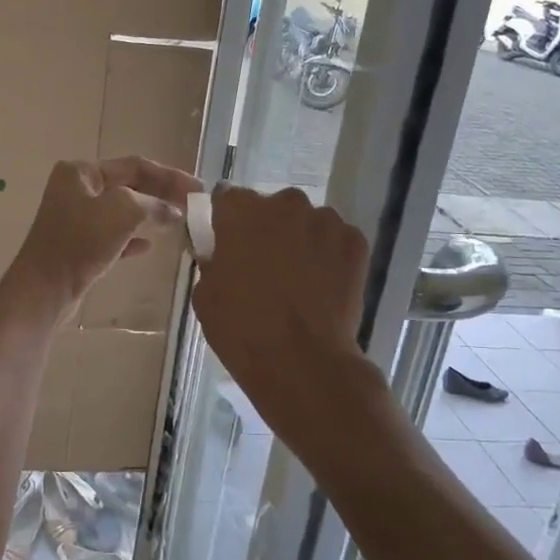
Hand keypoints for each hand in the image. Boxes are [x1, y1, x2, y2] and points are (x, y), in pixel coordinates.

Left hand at [0, 156, 202, 326]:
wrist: (44, 290)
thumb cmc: (80, 242)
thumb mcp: (122, 211)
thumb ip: (152, 204)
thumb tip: (173, 211)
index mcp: (81, 172)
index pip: (134, 165)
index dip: (169, 176)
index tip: (198, 189)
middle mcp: (76, 189)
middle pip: (129, 186)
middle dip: (161, 195)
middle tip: (193, 206)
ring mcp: (74, 219)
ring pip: (122, 212)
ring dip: (150, 216)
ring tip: (178, 223)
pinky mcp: (77, 247)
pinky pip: (112, 236)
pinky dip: (132, 238)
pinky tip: (149, 247)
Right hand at [190, 187, 370, 410]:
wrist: (302, 361)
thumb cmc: (242, 328)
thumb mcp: (205, 295)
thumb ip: (211, 262)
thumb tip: (220, 255)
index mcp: (241, 212)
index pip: (227, 197)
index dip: (226, 219)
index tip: (227, 240)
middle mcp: (284, 204)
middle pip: (272, 207)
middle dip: (267, 228)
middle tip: (263, 264)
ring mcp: (324, 221)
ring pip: (307, 222)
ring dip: (301, 240)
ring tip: (298, 278)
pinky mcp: (354, 242)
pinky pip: (336, 240)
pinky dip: (329, 256)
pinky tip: (324, 285)